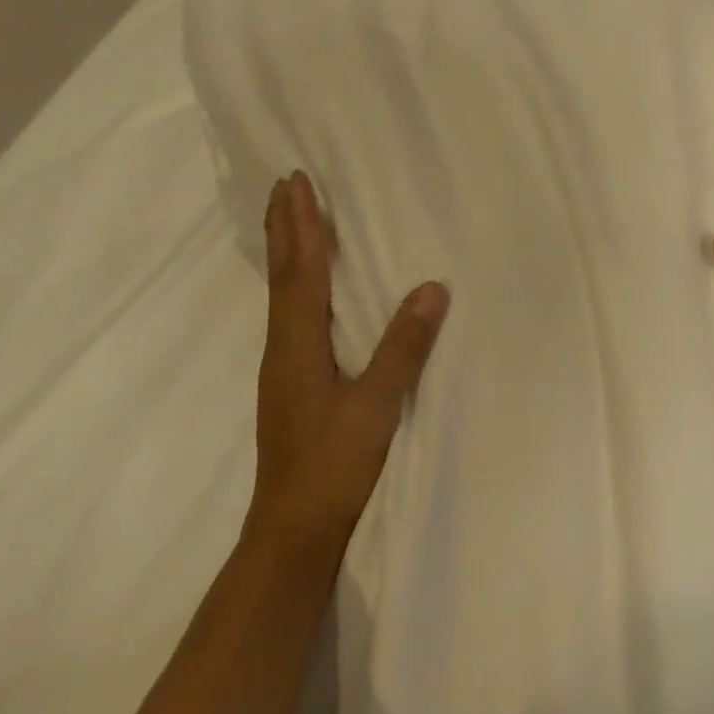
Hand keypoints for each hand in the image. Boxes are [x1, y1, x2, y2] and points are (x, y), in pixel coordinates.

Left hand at [250, 172, 449, 555]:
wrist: (291, 530)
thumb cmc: (333, 467)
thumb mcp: (376, 407)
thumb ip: (403, 347)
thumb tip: (432, 288)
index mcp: (298, 345)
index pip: (300, 272)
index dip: (301, 226)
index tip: (296, 182)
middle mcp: (282, 348)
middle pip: (281, 276)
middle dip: (284, 228)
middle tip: (284, 185)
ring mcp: (283, 368)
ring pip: (282, 295)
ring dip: (287, 252)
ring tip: (292, 221)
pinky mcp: (290, 384)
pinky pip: (290, 316)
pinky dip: (294, 285)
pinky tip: (305, 291)